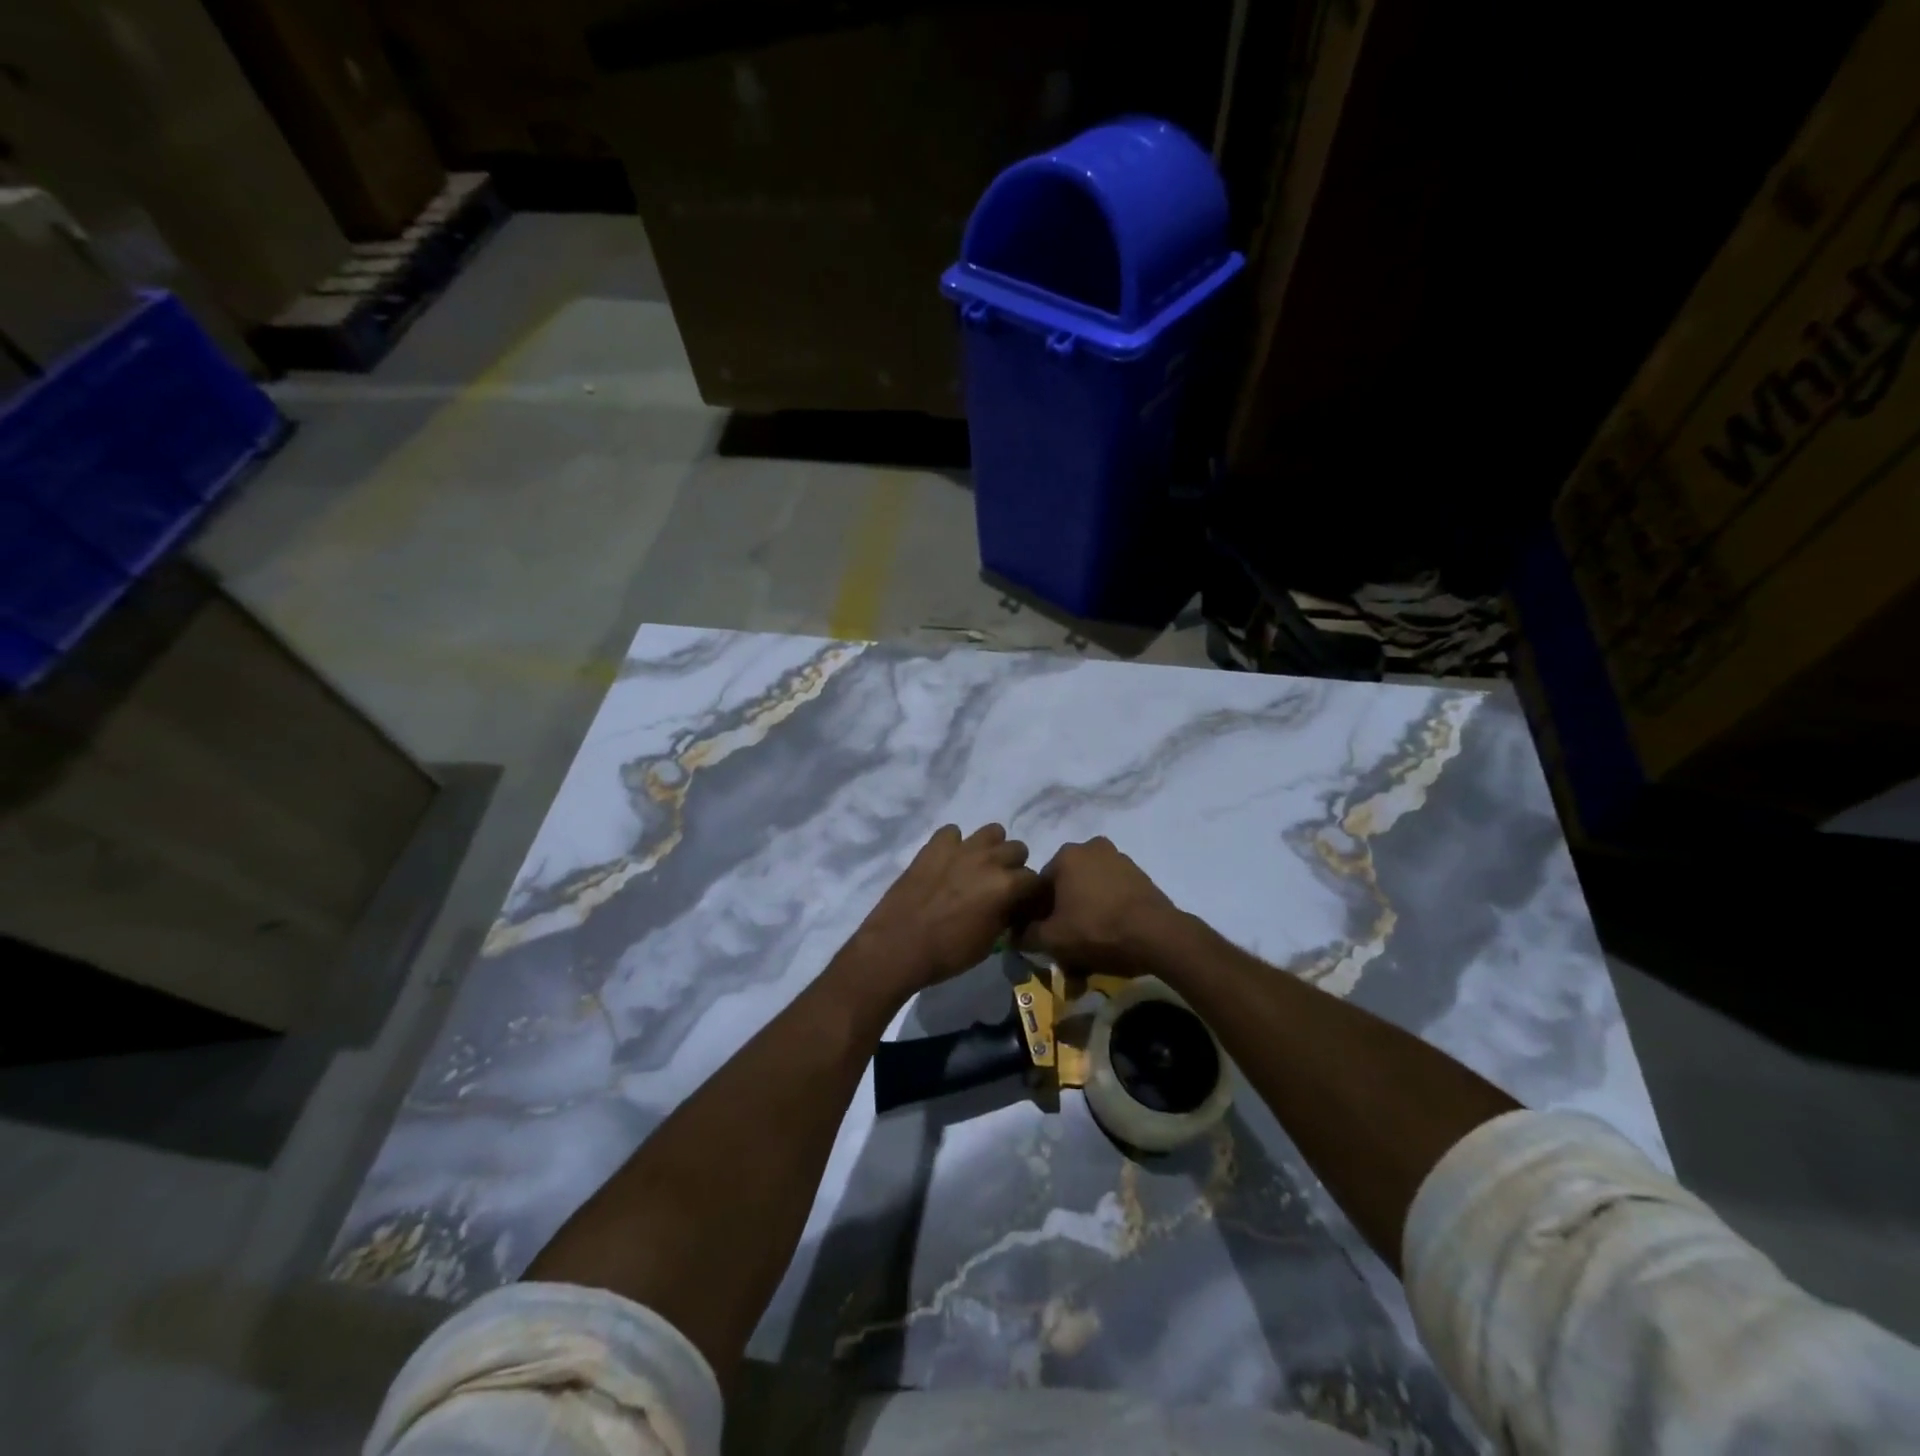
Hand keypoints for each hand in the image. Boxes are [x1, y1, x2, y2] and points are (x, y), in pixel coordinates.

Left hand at [852, 824, 1038, 992]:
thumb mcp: (989, 942)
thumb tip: (1011, 906)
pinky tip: (947, 862)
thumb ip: (1006, 916)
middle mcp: (989, 860)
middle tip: (1000, 885)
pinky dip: (953, 844)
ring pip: (992, 831)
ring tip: (977, 867)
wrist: (898, 946)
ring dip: (990, 848)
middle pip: (1017, 849)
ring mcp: (961, 848)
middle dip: (1014, 867)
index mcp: (1007, 886)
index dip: (1031, 893)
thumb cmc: (948, 953)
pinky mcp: (934, 845)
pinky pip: (952, 832)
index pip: (1036, 880)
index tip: (1023, 904)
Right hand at [1019, 837, 1181, 975]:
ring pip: (1090, 895)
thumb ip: (1027, 935)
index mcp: (1066, 855)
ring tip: (1088, 953)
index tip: (1040, 939)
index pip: (1038, 886)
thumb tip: (1016, 935)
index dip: (1035, 915)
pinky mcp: (1140, 877)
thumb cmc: (1097, 929)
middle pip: (1066, 890)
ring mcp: (1119, 860)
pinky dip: (1106, 916)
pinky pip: (1112, 897)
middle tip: (1065, 949)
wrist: (1158, 936)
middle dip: (1063, 919)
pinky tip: (1109, 942)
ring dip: (1084, 919)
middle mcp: (1091, 848)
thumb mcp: (1053, 939)